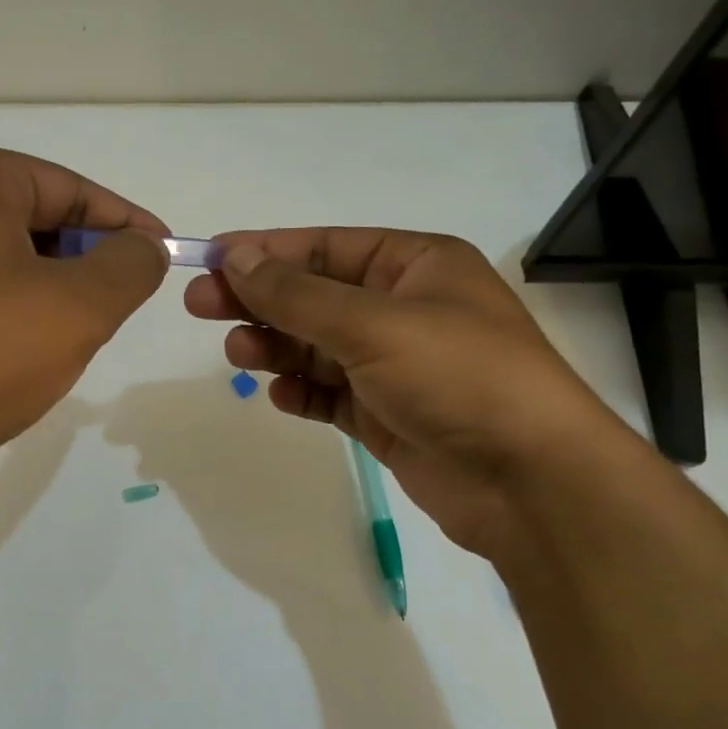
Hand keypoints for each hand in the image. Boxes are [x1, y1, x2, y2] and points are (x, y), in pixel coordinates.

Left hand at [0, 144, 169, 485]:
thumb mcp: (79, 308)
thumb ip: (130, 265)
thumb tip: (144, 247)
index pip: (68, 188)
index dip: (125, 223)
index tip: (164, 254)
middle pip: (30, 219)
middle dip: (82, 259)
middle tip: (116, 303)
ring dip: (44, 289)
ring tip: (68, 335)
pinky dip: (2, 310)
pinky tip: (12, 353)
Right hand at [184, 229, 626, 553]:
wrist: (528, 481)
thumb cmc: (457, 376)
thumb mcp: (372, 323)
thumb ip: (297, 294)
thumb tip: (236, 257)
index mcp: (416, 265)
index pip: (326, 247)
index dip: (265, 251)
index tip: (209, 259)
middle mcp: (405, 308)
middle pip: (314, 296)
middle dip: (260, 300)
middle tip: (199, 305)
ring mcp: (396, 365)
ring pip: (317, 346)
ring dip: (276, 347)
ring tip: (239, 354)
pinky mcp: (388, 414)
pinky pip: (331, 394)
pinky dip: (303, 392)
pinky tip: (280, 395)